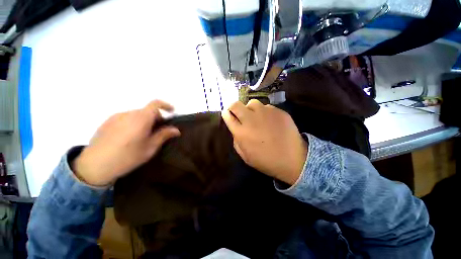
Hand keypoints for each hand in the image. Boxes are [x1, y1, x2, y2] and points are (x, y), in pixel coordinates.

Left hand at [73, 100, 180, 185]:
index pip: (155, 104)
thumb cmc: (127, 157)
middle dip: (156, 118)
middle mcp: (128, 114)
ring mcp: (116, 117)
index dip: (165, 105)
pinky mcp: (107, 122)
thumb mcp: (150, 148)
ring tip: (142, 136)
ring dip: (144, 121)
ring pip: (136, 114)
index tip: (172, 112)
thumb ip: (163, 136)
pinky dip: (133, 123)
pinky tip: (129, 137)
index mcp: (140, 119)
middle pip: (146, 110)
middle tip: (157, 131)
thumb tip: (176, 130)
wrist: (94, 165)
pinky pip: (126, 118)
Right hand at [222, 100, 307, 184]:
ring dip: (250, 109)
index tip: (228, 114)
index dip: (226, 113)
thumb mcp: (245, 156)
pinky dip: (265, 112)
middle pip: (236, 104)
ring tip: (256, 116)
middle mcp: (251, 119)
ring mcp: (265, 113)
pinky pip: (267, 107)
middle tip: (238, 112)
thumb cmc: (266, 161)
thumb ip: (236, 140)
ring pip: (252, 103)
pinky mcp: (278, 111)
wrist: (293, 159)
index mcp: (241, 132)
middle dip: (233, 107)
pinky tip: (270, 120)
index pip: (227, 115)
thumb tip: (235, 129)